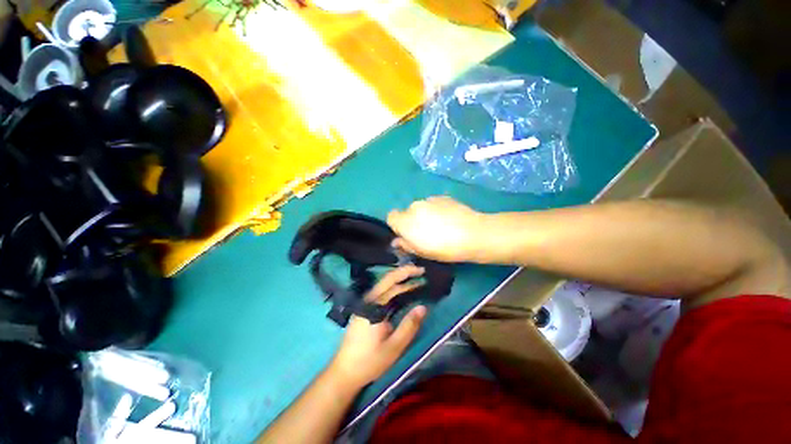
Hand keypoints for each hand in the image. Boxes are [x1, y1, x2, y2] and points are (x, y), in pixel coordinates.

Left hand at [328, 266, 427, 388]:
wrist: (345, 373)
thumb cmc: (369, 361)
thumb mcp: (394, 347)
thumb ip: (409, 326)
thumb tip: (423, 307)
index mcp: (374, 306)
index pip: (391, 281)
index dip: (407, 273)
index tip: (422, 270)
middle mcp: (369, 301)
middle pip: (388, 280)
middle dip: (405, 274)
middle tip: (422, 273)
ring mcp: (366, 305)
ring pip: (385, 288)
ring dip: (401, 283)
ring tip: (418, 282)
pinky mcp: (366, 311)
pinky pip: (383, 295)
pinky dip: (395, 292)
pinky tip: (404, 294)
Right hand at [387, 196, 485, 262]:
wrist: (473, 234)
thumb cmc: (444, 248)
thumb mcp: (422, 252)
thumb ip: (405, 245)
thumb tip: (397, 241)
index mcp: (405, 221)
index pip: (391, 217)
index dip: (397, 225)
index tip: (407, 234)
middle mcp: (414, 206)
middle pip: (407, 213)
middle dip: (413, 221)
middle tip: (427, 233)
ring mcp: (429, 200)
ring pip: (421, 208)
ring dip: (425, 215)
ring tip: (442, 226)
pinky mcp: (442, 197)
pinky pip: (433, 204)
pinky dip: (437, 210)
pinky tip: (450, 219)